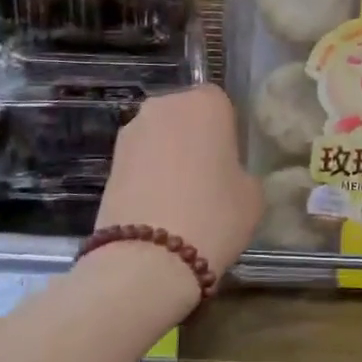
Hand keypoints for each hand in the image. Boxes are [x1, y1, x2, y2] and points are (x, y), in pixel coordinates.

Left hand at [96, 84, 262, 282]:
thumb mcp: (252, 195)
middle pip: (186, 116)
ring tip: (182, 197)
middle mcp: (164, 106)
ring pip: (161, 138)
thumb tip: (228, 175)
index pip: (221, 104)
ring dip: (170, 157)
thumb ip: (242, 172)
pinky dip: (150, 176)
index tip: (232, 161)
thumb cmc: (213, 216)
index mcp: (205, 102)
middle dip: (195, 139)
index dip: (227, 132)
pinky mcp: (109, 161)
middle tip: (209, 177)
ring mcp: (131, 132)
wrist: (147, 259)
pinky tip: (160, 208)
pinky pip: (141, 161)